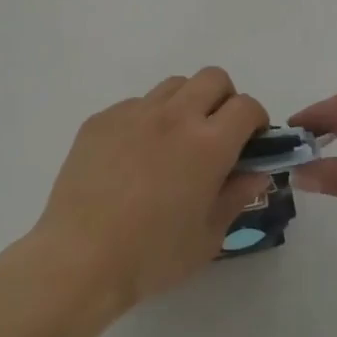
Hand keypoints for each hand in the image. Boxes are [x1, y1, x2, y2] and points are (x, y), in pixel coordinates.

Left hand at [29, 67, 270, 314]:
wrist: (79, 258)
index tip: (250, 143)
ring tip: (174, 143)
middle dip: (224, 99)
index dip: (256, 121)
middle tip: (216, 135)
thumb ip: (236, 196)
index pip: (246, 107)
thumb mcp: (208, 237)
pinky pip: (135, 105)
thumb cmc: (151, 256)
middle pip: (213, 78)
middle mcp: (173, 116)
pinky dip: (147, 120)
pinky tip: (133, 158)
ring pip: (173, 85)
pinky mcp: (102, 118)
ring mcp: (134, 112)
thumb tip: (256, 172)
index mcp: (207, 144)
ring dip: (186, 104)